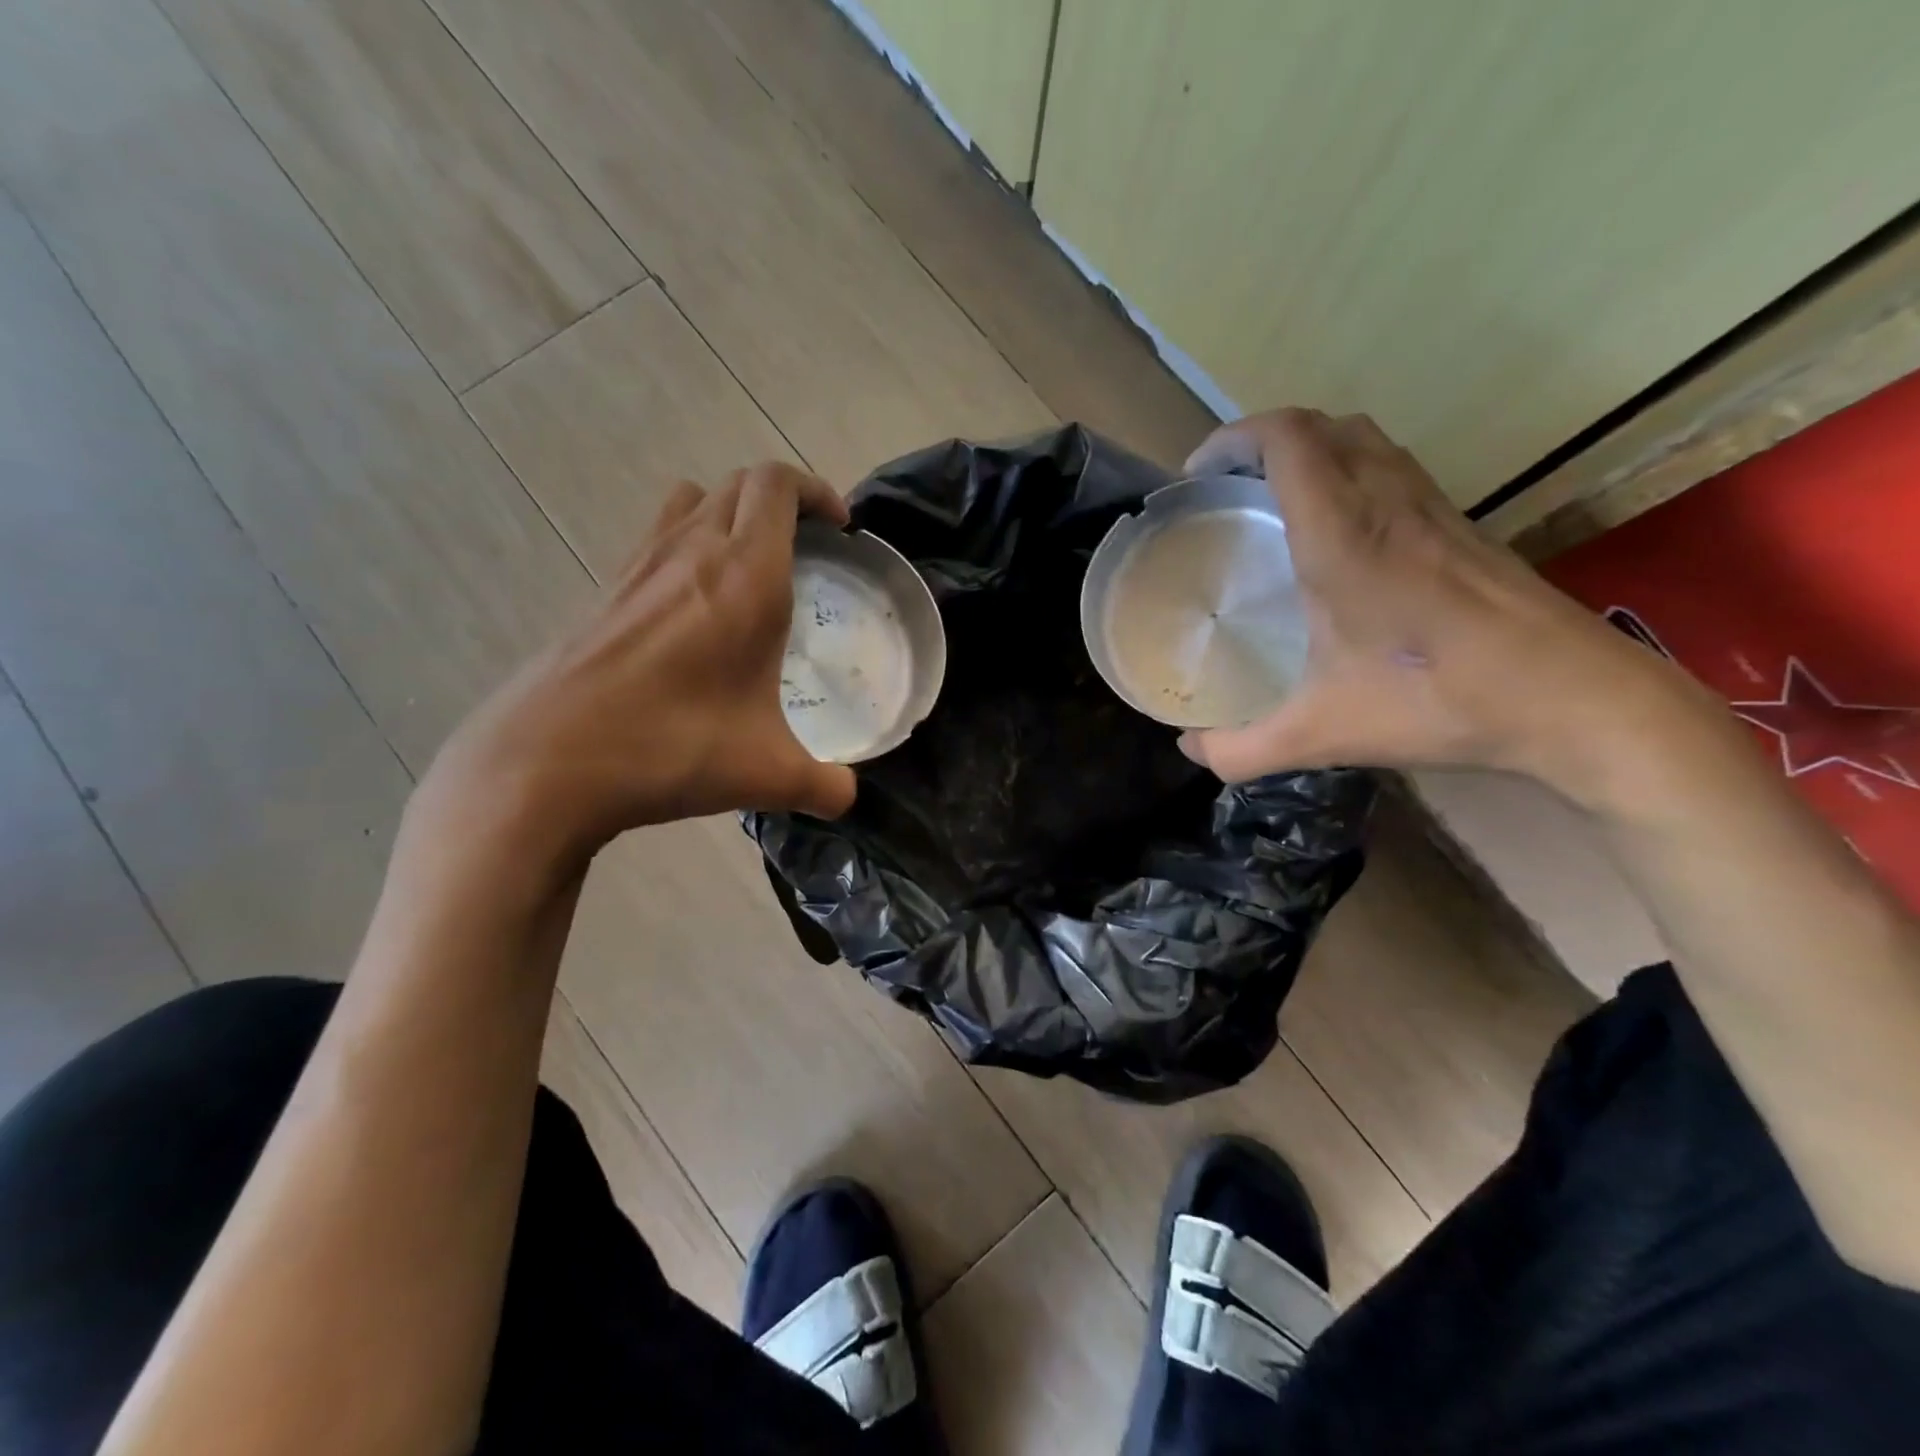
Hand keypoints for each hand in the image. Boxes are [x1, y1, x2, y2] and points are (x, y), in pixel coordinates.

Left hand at [415, 463, 857, 870]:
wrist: (546, 763)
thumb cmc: (670, 748)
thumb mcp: (766, 774)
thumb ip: (823, 785)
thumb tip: (847, 797)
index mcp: (745, 576)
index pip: (778, 485)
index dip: (816, 490)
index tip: (840, 528)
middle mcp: (692, 551)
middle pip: (740, 484)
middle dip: (783, 501)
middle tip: (808, 547)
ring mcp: (640, 565)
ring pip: (693, 501)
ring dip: (731, 514)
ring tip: (753, 566)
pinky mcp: (606, 590)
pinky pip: (658, 537)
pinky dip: (689, 545)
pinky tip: (696, 607)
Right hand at [1177, 408, 1719, 800]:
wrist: (1577, 699)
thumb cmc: (1440, 702)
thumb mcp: (1321, 735)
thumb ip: (1241, 749)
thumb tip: (1190, 750)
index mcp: (1343, 535)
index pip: (1287, 439)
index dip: (1233, 438)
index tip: (1197, 476)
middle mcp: (1387, 503)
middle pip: (1323, 426)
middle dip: (1265, 440)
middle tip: (1229, 488)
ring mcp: (1433, 509)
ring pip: (1365, 442)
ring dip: (1312, 451)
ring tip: (1274, 502)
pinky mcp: (1462, 527)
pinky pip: (1393, 470)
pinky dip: (1350, 475)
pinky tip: (1339, 536)